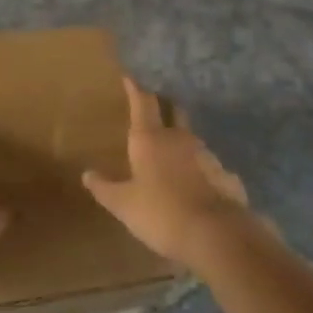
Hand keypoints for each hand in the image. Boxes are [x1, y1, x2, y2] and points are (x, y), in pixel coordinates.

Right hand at [83, 77, 250, 270]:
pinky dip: (200, 169)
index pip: (143, 102)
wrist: (216, 236)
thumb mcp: (124, 205)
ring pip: (192, 139)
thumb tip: (87, 174)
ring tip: (173, 152)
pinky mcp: (226, 176)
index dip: (136, 88)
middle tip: (155, 107)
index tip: (130, 76)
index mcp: (150, 139)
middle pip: (173, 111)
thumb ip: (104, 188)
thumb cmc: (161, 213)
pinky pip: (209, 166)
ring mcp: (207, 155)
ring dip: (182, 141)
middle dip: (164, 106)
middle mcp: (180, 138)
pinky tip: (197, 184)